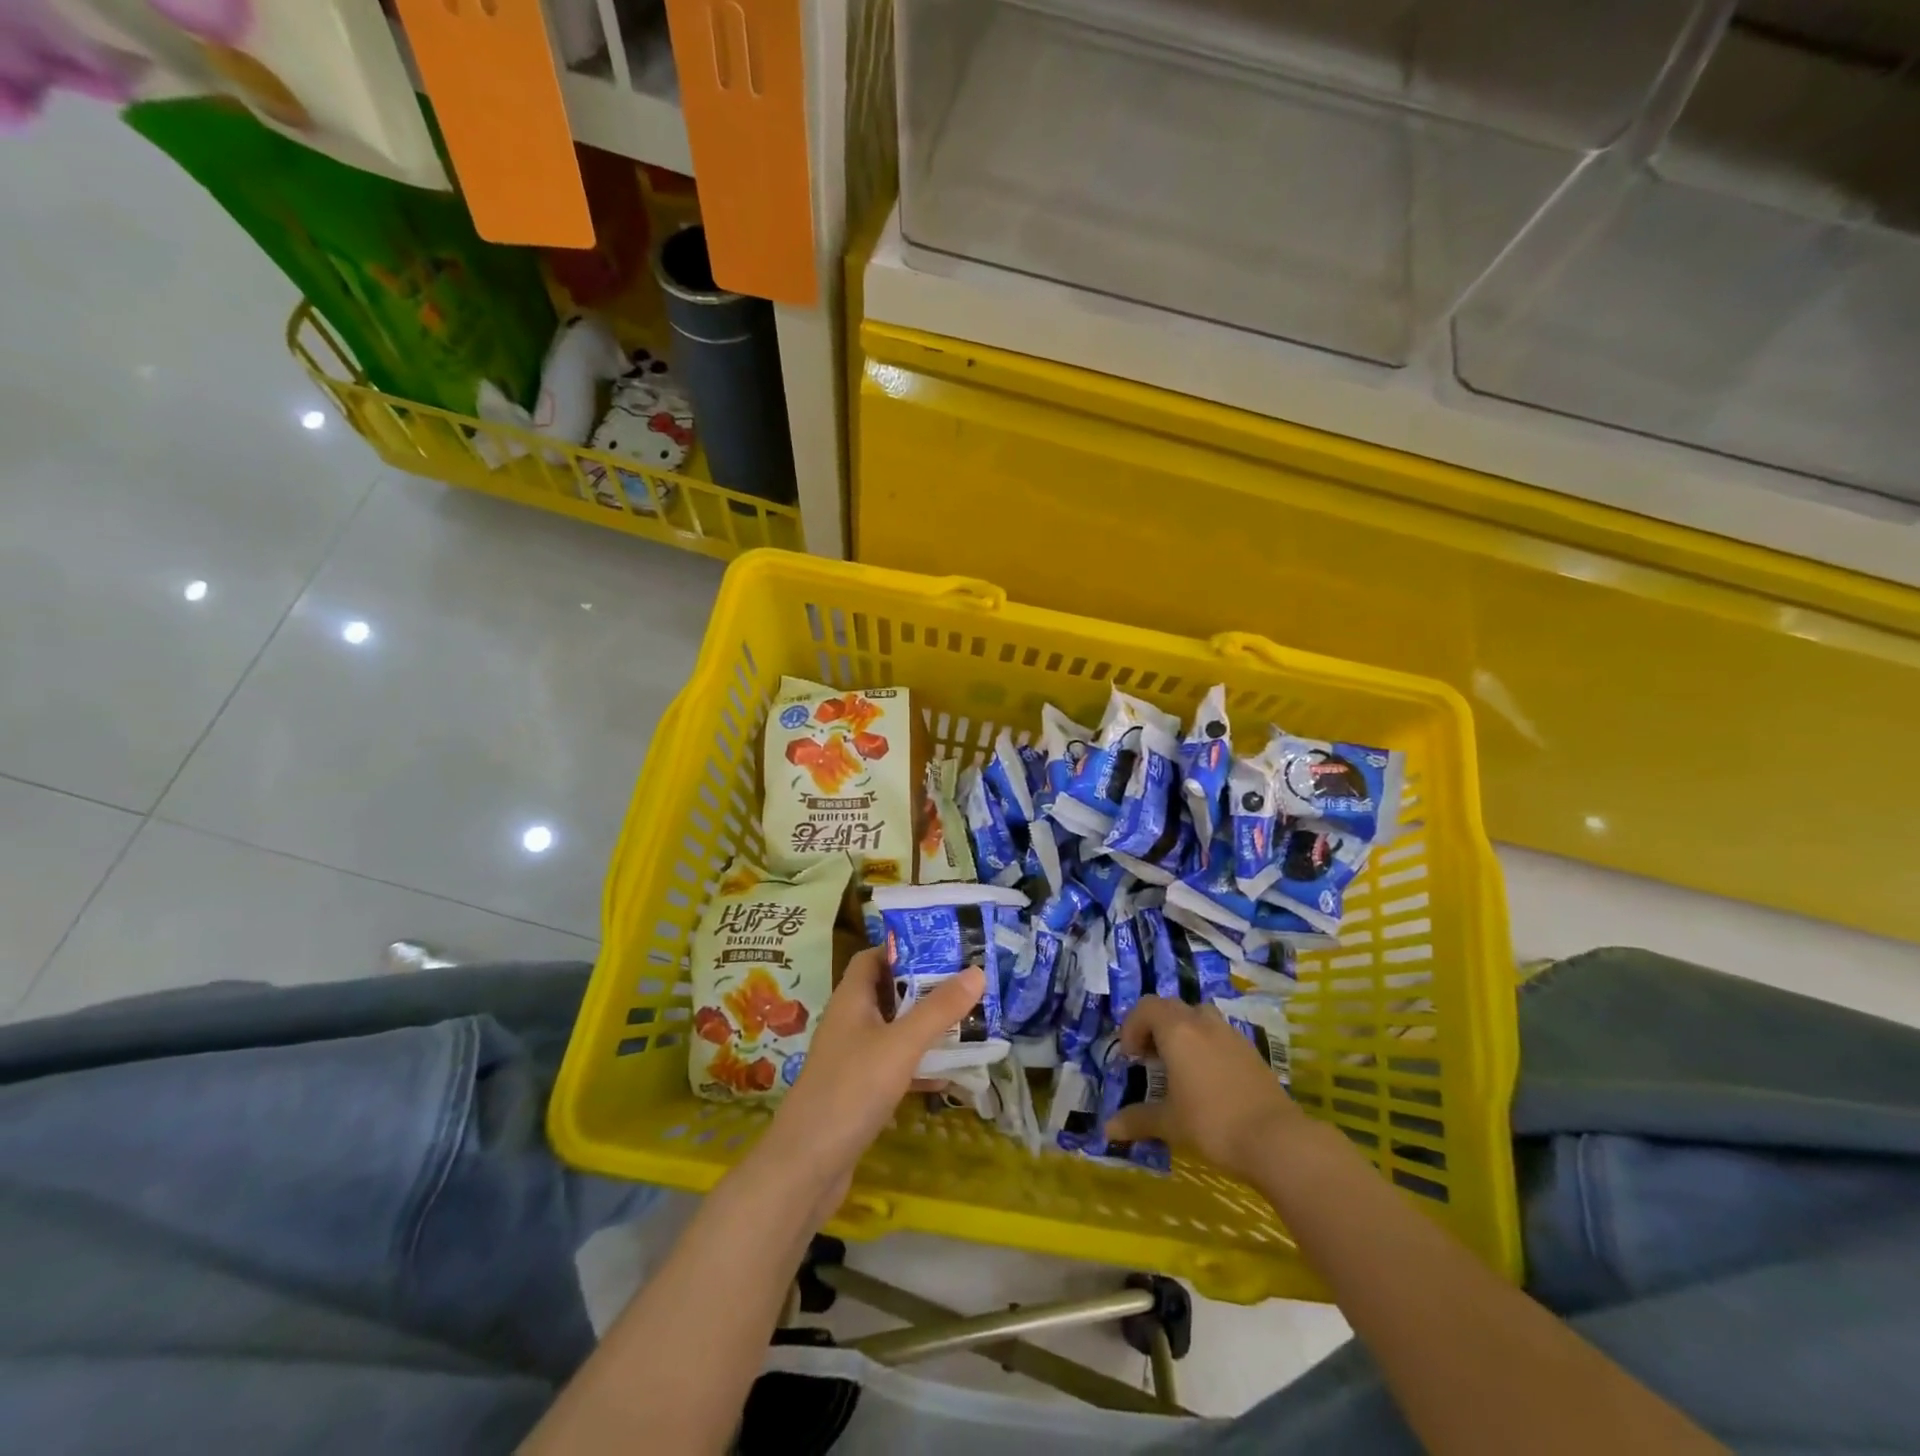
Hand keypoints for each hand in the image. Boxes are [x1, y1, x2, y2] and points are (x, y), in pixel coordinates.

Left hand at [763, 948, 984, 1215]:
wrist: (806, 1166)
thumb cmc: (851, 1090)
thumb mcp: (901, 1044)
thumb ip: (939, 1009)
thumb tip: (977, 970)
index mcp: (852, 998)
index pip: (873, 957)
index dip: (904, 947)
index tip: (943, 947)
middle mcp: (850, 1021)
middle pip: (889, 992)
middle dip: (926, 988)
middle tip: (967, 985)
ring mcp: (852, 1058)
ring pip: (895, 1031)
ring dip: (927, 1028)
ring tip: (969, 1024)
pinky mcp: (859, 1091)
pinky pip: (895, 1066)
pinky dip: (920, 1066)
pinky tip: (951, 1077)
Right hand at [1106, 996, 1307, 1180]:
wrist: (1276, 1139)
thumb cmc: (1212, 1123)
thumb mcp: (1170, 1123)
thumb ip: (1137, 1120)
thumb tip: (1108, 1129)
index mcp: (1177, 1031)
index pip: (1147, 1007)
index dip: (1132, 1026)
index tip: (1131, 1058)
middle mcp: (1203, 1023)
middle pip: (1171, 1007)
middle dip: (1155, 1026)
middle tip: (1150, 1058)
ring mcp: (1231, 1035)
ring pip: (1199, 1016)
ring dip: (1183, 1031)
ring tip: (1179, 1064)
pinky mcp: (1251, 1051)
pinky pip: (1220, 1034)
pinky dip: (1206, 1045)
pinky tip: (1208, 1079)